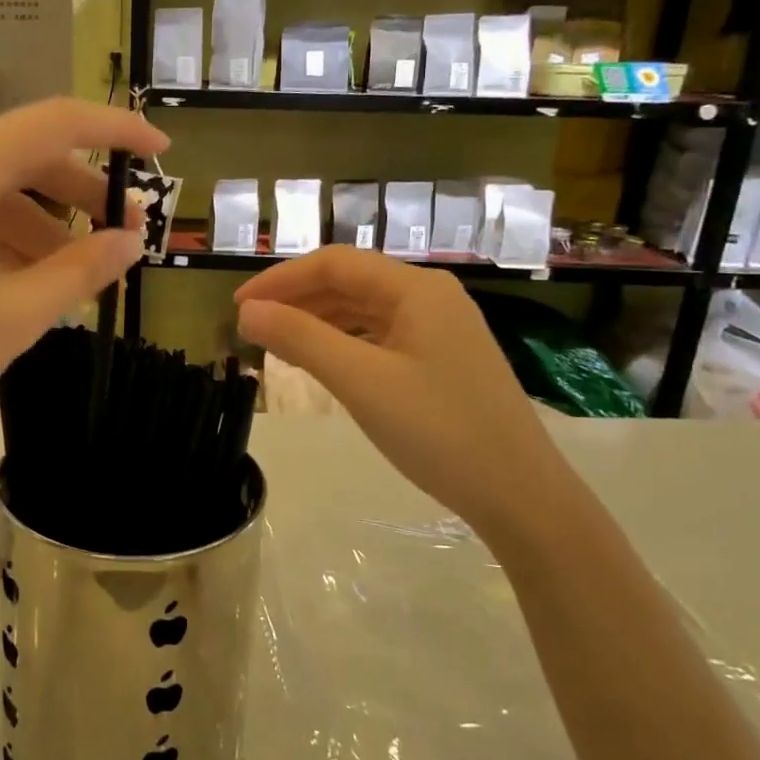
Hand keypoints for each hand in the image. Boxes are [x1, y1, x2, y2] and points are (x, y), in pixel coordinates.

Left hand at [0, 98, 166, 474]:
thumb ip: (82, 269)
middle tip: (122, 235)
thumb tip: (133, 241)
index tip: (158, 151)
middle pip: (19, 155)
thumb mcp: (12, 317)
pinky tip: (23, 275)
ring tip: (76, 272)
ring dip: (38, 221)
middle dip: (77, 192)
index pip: (53, 124)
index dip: (115, 130)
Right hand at [234, 247, 574, 539]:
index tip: (239, 306)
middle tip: (253, 328)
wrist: (520, 495)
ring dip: (318, 320)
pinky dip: (344, 341)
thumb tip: (248, 312)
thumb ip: (301, 339)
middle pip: (350, 282)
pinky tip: (324, 360)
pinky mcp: (443, 359)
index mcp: (416, 289)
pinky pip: (381, 335)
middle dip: (297, 299)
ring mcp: (441, 328)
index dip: (281, 280)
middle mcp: (431, 297)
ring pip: (365, 309)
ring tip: (278, 343)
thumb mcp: (361, 382)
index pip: (334, 264)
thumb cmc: (439, 431)